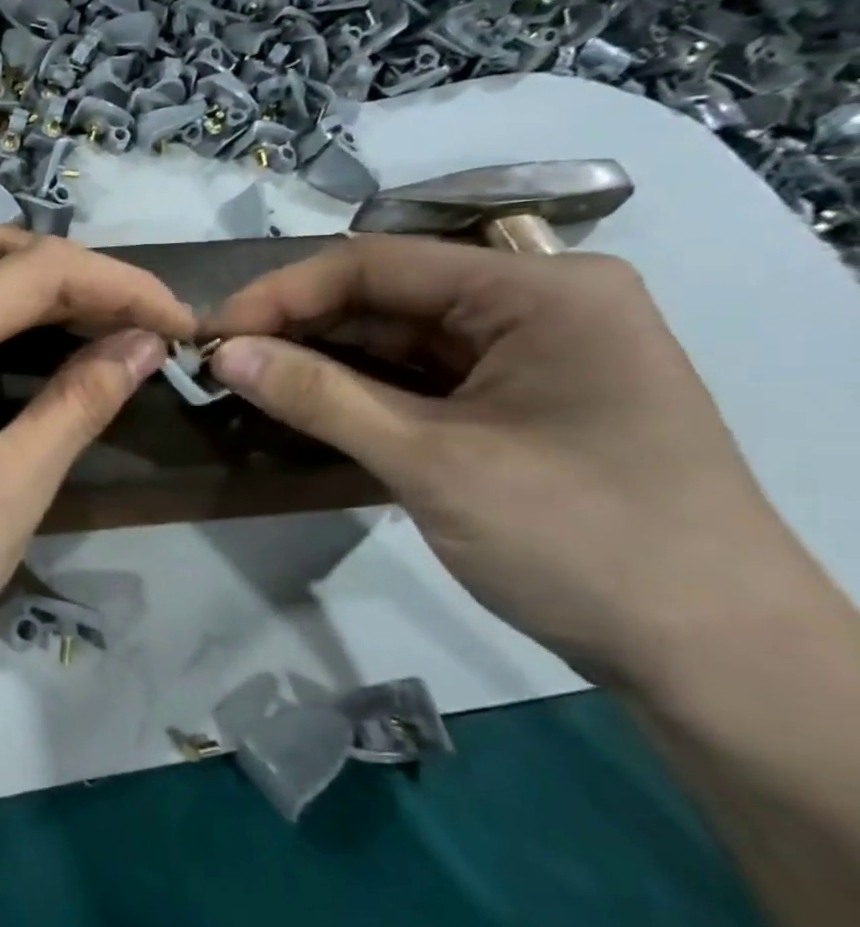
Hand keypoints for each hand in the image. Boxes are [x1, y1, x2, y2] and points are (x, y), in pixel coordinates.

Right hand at [205, 236, 817, 683]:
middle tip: (220, 363)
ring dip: (321, 360)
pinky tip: (304, 404)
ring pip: (397, 338)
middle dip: (298, 328)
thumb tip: (223, 354)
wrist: (715, 661)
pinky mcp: (517, 401)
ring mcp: (530, 355)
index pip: (377, 265)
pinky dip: (358, 391)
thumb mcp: (432, 464)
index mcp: (539, 292)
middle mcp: (537, 305)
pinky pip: (418, 378)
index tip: (210, 334)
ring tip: (247, 382)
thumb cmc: (582, 542)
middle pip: (386, 297)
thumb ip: (320, 398)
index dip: (281, 294)